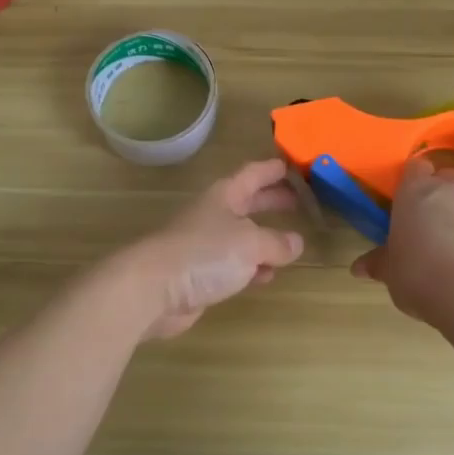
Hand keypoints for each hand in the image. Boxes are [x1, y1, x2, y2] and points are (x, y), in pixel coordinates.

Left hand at [122, 159, 305, 338]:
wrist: (154, 289)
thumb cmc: (205, 253)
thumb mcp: (251, 243)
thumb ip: (276, 242)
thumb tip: (296, 242)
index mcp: (224, 196)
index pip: (252, 175)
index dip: (272, 170)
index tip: (293, 166)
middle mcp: (213, 216)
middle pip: (247, 203)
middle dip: (272, 202)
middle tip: (299, 201)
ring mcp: (204, 246)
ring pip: (242, 237)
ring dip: (264, 238)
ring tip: (291, 242)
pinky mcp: (200, 275)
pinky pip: (233, 266)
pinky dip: (251, 268)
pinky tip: (266, 276)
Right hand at [351, 158, 453, 325]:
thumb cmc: (420, 278)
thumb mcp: (392, 274)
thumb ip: (379, 264)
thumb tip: (358, 268)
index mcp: (414, 192)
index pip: (415, 168)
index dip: (414, 181)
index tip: (411, 201)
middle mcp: (451, 186)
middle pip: (448, 173)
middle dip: (443, 190)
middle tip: (437, 217)